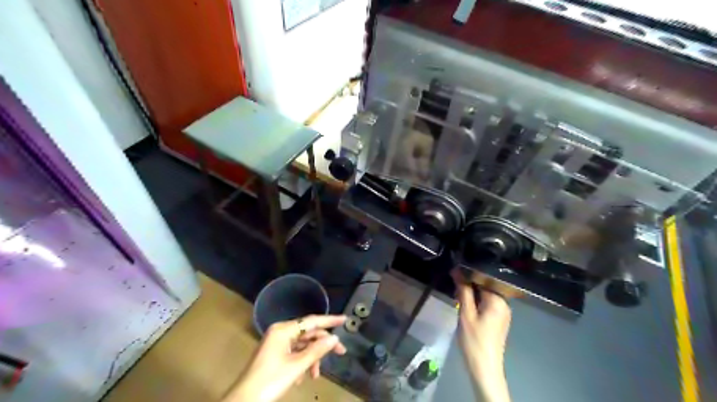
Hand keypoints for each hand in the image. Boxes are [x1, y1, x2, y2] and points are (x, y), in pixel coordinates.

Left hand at [223, 316, 346, 399]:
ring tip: (316, 375)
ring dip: (312, 358)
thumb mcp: (297, 366)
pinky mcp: (275, 355)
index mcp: (283, 330)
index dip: (330, 320)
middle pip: (308, 334)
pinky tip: (304, 377)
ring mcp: (277, 343)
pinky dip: (302, 363)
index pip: (312, 321)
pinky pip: (295, 353)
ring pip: (302, 345)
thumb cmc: (270, 381)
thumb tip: (334, 337)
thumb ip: (317, 350)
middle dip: (323, 345)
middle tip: (341, 352)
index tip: (345, 319)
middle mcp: (280, 332)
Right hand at [450, 271, 511, 401]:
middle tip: (454, 288)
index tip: (454, 273)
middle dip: (469, 285)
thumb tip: (457, 270)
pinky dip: (476, 302)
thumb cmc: (474, 340)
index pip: (483, 278)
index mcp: (498, 300)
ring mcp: (503, 312)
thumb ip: (463, 290)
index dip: (468, 274)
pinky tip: (466, 306)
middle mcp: (504, 303)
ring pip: (485, 295)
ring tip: (458, 296)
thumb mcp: (466, 313)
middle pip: (485, 286)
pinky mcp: (499, 319)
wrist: (485, 367)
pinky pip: (487, 304)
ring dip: (471, 294)